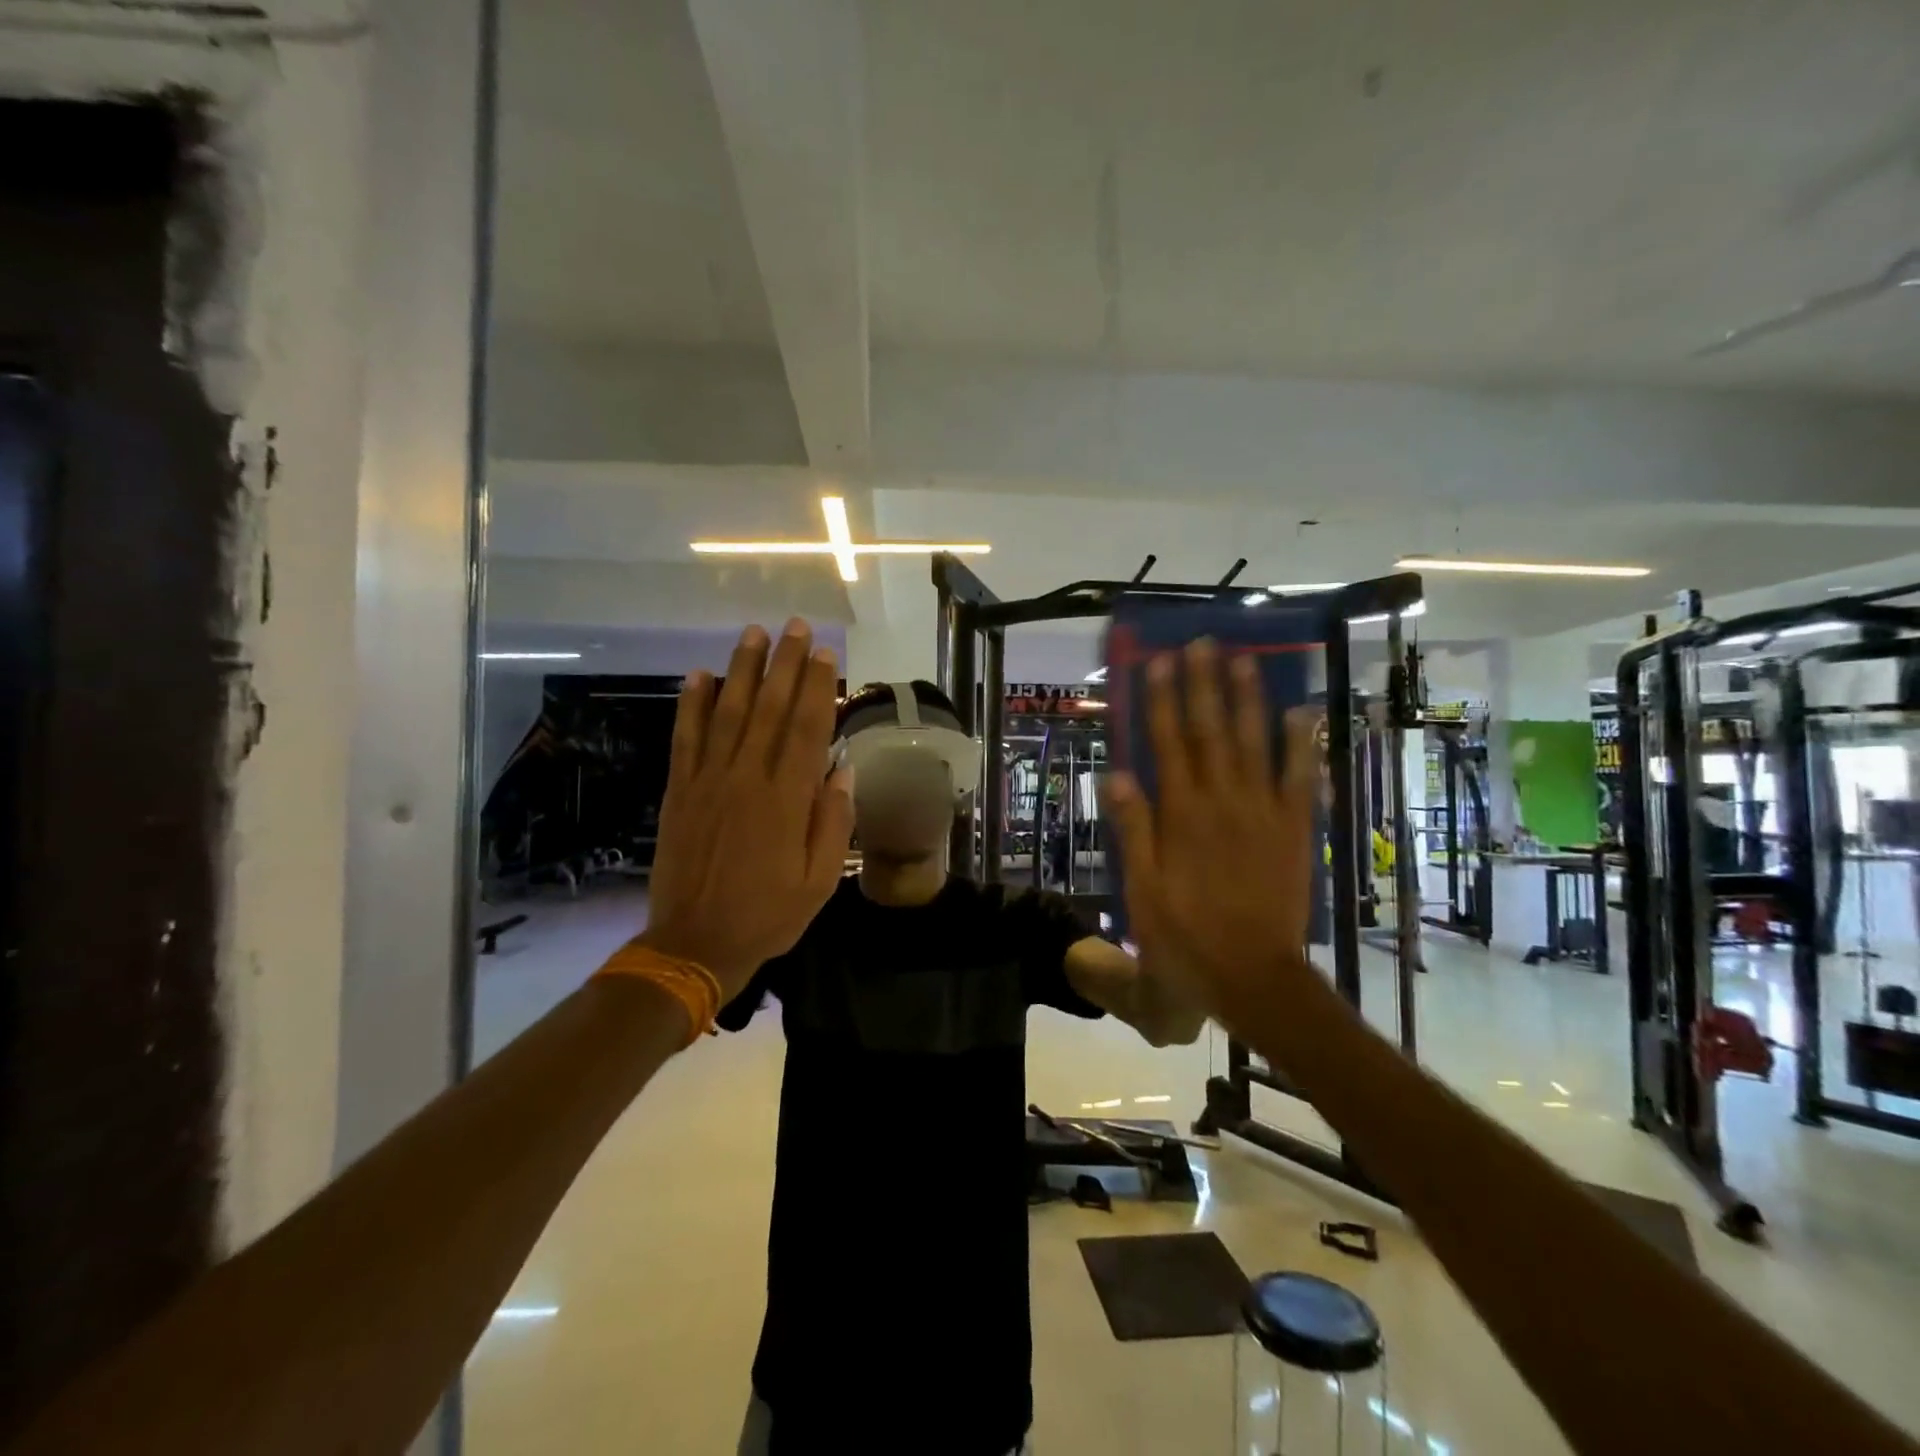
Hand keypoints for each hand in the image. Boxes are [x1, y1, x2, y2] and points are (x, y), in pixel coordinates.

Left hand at [641, 620, 852, 998]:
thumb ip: (833, 823)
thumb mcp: (819, 880)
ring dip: (742, 670)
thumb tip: (842, 772)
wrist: (694, 943)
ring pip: (728, 712)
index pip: (807, 729)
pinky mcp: (680, 790)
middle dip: (785, 664)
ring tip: (754, 633)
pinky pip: (686, 738)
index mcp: (787, 799)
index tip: (826, 654)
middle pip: (770, 709)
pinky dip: (691, 704)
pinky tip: (698, 675)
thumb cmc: (768, 914)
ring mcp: (709, 780)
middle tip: (796, 626)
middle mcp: (748, 778)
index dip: (818, 687)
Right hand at [1103, 641, 1321, 1026]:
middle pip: (1211, 731)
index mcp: (1181, 814)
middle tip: (1202, 643)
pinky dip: (1302, 744)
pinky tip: (1301, 713)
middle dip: (1204, 684)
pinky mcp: (1295, 829)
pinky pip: (1301, 778)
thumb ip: (1134, 829)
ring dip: (1248, 699)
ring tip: (1244, 660)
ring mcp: (1263, 812)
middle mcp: (1222, 801)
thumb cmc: (1186, 936)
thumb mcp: (1142, 890)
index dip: (1161, 700)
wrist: (1253, 974)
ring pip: (1255, 743)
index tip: (1158, 662)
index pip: (1167, 743)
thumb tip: (1117, 773)